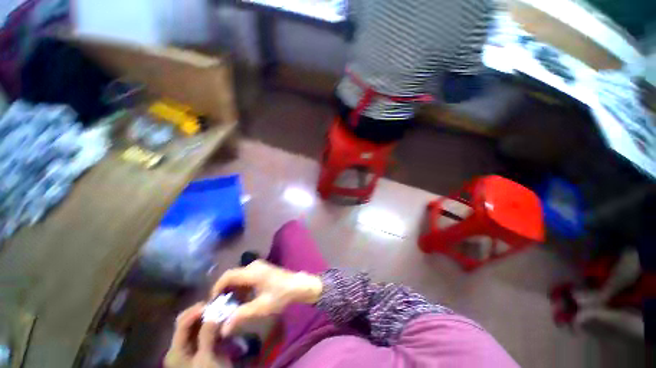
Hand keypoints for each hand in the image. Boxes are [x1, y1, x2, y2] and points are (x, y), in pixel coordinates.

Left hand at [164, 303, 232, 367]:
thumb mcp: (207, 357)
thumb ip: (207, 334)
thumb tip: (214, 312)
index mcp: (175, 350)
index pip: (183, 321)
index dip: (198, 309)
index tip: (217, 302)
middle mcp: (179, 348)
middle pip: (189, 323)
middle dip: (205, 313)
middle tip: (221, 306)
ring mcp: (190, 351)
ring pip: (198, 327)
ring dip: (210, 319)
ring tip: (224, 313)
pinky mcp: (200, 353)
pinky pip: (205, 334)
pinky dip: (213, 327)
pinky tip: (223, 325)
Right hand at [211, 260, 322, 335]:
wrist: (298, 285)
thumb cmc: (281, 295)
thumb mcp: (261, 307)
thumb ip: (241, 315)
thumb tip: (223, 328)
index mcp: (252, 272)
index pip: (227, 276)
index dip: (216, 288)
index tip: (213, 303)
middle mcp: (253, 265)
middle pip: (232, 276)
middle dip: (225, 291)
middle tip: (222, 307)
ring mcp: (259, 265)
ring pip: (239, 276)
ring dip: (234, 290)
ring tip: (232, 305)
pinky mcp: (262, 268)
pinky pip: (246, 276)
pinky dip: (242, 287)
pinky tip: (244, 298)